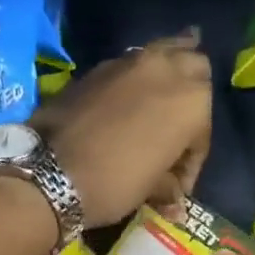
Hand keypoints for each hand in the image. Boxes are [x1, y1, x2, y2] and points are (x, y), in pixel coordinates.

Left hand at [33, 32, 211, 227]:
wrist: (51, 170)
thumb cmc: (116, 182)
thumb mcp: (151, 189)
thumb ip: (169, 186)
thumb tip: (175, 201)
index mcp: (193, 102)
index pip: (203, 132)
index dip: (193, 161)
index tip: (178, 185)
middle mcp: (168, 71)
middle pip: (194, 67)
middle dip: (193, 92)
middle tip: (182, 122)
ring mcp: (131, 62)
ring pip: (164, 53)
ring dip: (169, 70)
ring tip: (165, 91)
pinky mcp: (100, 66)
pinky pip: (132, 64)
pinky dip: (138, 77)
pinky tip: (131, 95)